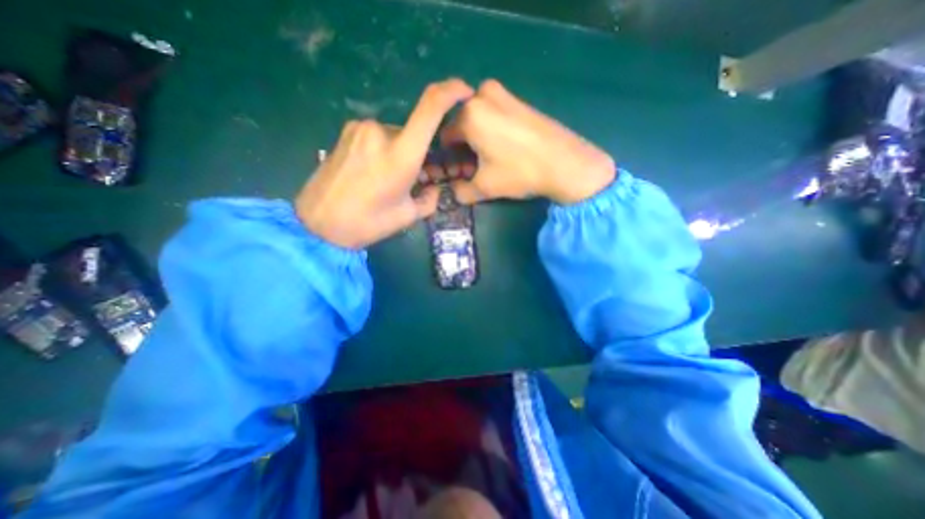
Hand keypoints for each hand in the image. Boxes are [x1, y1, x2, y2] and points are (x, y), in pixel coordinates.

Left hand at [296, 76, 472, 248]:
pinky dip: (383, 151)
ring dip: (400, 153)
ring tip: (388, 180)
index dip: (451, 92)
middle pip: (413, 133)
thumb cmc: (368, 223)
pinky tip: (372, 173)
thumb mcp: (408, 216)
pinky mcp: (346, 132)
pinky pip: (376, 137)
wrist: (319, 225)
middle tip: (415, 179)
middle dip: (419, 153)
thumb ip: (429, 199)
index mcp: (401, 155)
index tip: (464, 92)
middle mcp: (381, 132)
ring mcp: (360, 129)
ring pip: (395, 136)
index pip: (431, 108)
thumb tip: (433, 188)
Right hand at [447, 79, 612, 203]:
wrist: (565, 163)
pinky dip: (490, 131)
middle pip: (460, 127)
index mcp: (469, 114)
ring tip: (490, 161)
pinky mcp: (517, 98)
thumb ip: (460, 191)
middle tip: (475, 169)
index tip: (460, 173)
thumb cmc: (520, 172)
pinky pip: (492, 115)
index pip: (445, 138)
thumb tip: (453, 191)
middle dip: (464, 149)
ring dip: (476, 141)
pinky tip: (503, 148)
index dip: (450, 159)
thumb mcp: (484, 187)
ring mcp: (502, 93)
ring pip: (476, 120)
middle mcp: (481, 95)